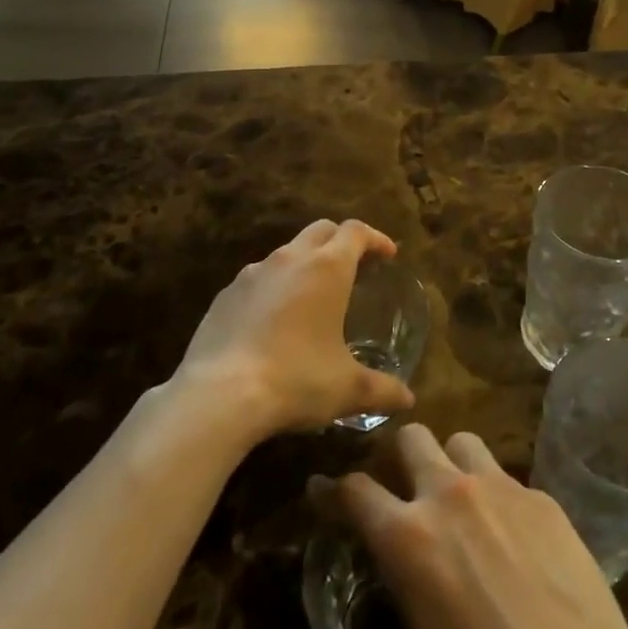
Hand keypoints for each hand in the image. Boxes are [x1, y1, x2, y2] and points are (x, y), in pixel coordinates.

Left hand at [175, 219, 415, 436]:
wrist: (219, 395)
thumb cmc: (296, 380)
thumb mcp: (347, 389)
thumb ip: (382, 389)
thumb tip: (408, 398)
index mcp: (327, 268)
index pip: (356, 232)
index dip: (375, 238)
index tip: (388, 255)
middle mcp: (291, 259)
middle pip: (321, 230)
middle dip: (341, 241)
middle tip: (354, 266)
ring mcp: (252, 273)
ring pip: (287, 252)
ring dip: (305, 263)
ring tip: (313, 295)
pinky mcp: (224, 295)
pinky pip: (257, 279)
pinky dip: (273, 287)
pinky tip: (273, 320)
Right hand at [336, 426, 627, 628]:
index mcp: (408, 540)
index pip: (356, 490)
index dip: (332, 489)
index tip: (321, 490)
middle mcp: (451, 496)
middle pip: (412, 439)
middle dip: (396, 458)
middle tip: (397, 491)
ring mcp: (503, 490)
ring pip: (463, 442)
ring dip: (449, 462)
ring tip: (454, 500)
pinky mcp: (546, 500)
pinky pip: (509, 477)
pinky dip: (497, 495)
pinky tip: (509, 535)